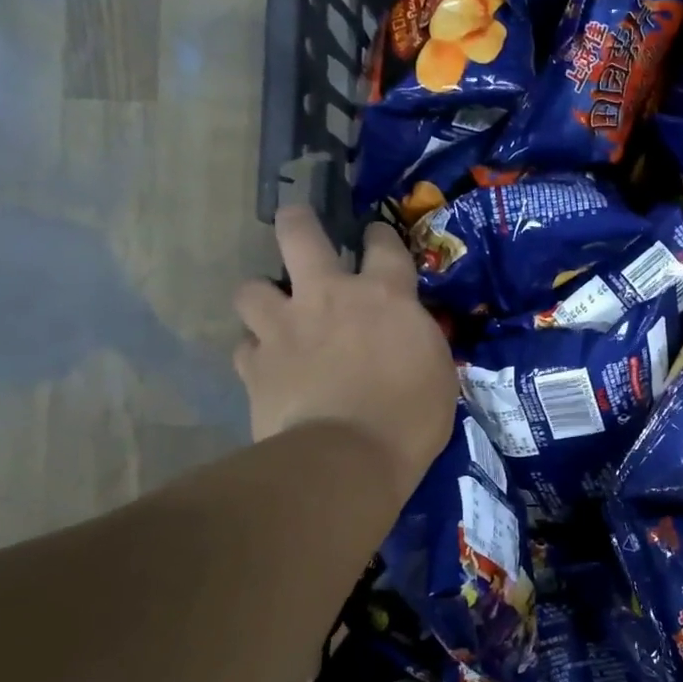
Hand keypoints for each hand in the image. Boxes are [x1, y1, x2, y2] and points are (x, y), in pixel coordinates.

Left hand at [233, 207, 456, 507]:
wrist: (349, 458)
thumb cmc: (411, 417)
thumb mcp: (437, 371)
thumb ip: (416, 341)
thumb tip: (407, 337)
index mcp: (384, 296)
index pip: (383, 245)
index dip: (378, 236)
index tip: (374, 237)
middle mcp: (328, 296)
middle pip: (299, 235)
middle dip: (296, 222)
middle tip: (296, 224)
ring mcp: (284, 327)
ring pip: (251, 289)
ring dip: (262, 298)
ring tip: (273, 314)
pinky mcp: (255, 365)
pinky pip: (245, 347)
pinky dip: (255, 352)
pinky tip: (265, 365)